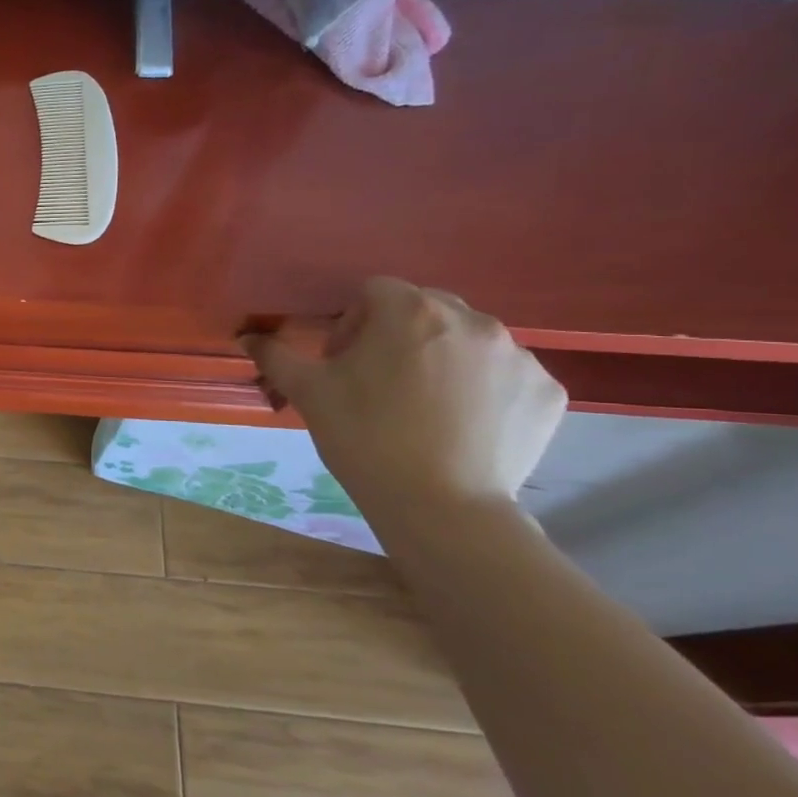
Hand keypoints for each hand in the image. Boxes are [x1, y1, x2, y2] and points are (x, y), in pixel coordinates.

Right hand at [242, 278, 566, 510]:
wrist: (439, 505)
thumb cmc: (363, 437)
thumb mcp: (308, 392)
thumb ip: (276, 355)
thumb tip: (248, 336)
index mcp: (411, 312)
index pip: (375, 291)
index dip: (351, 320)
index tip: (342, 360)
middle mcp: (474, 321)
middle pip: (427, 308)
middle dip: (399, 334)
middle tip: (378, 380)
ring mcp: (519, 356)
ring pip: (470, 340)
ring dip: (443, 358)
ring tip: (422, 406)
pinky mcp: (548, 392)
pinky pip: (507, 375)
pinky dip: (484, 389)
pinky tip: (462, 424)